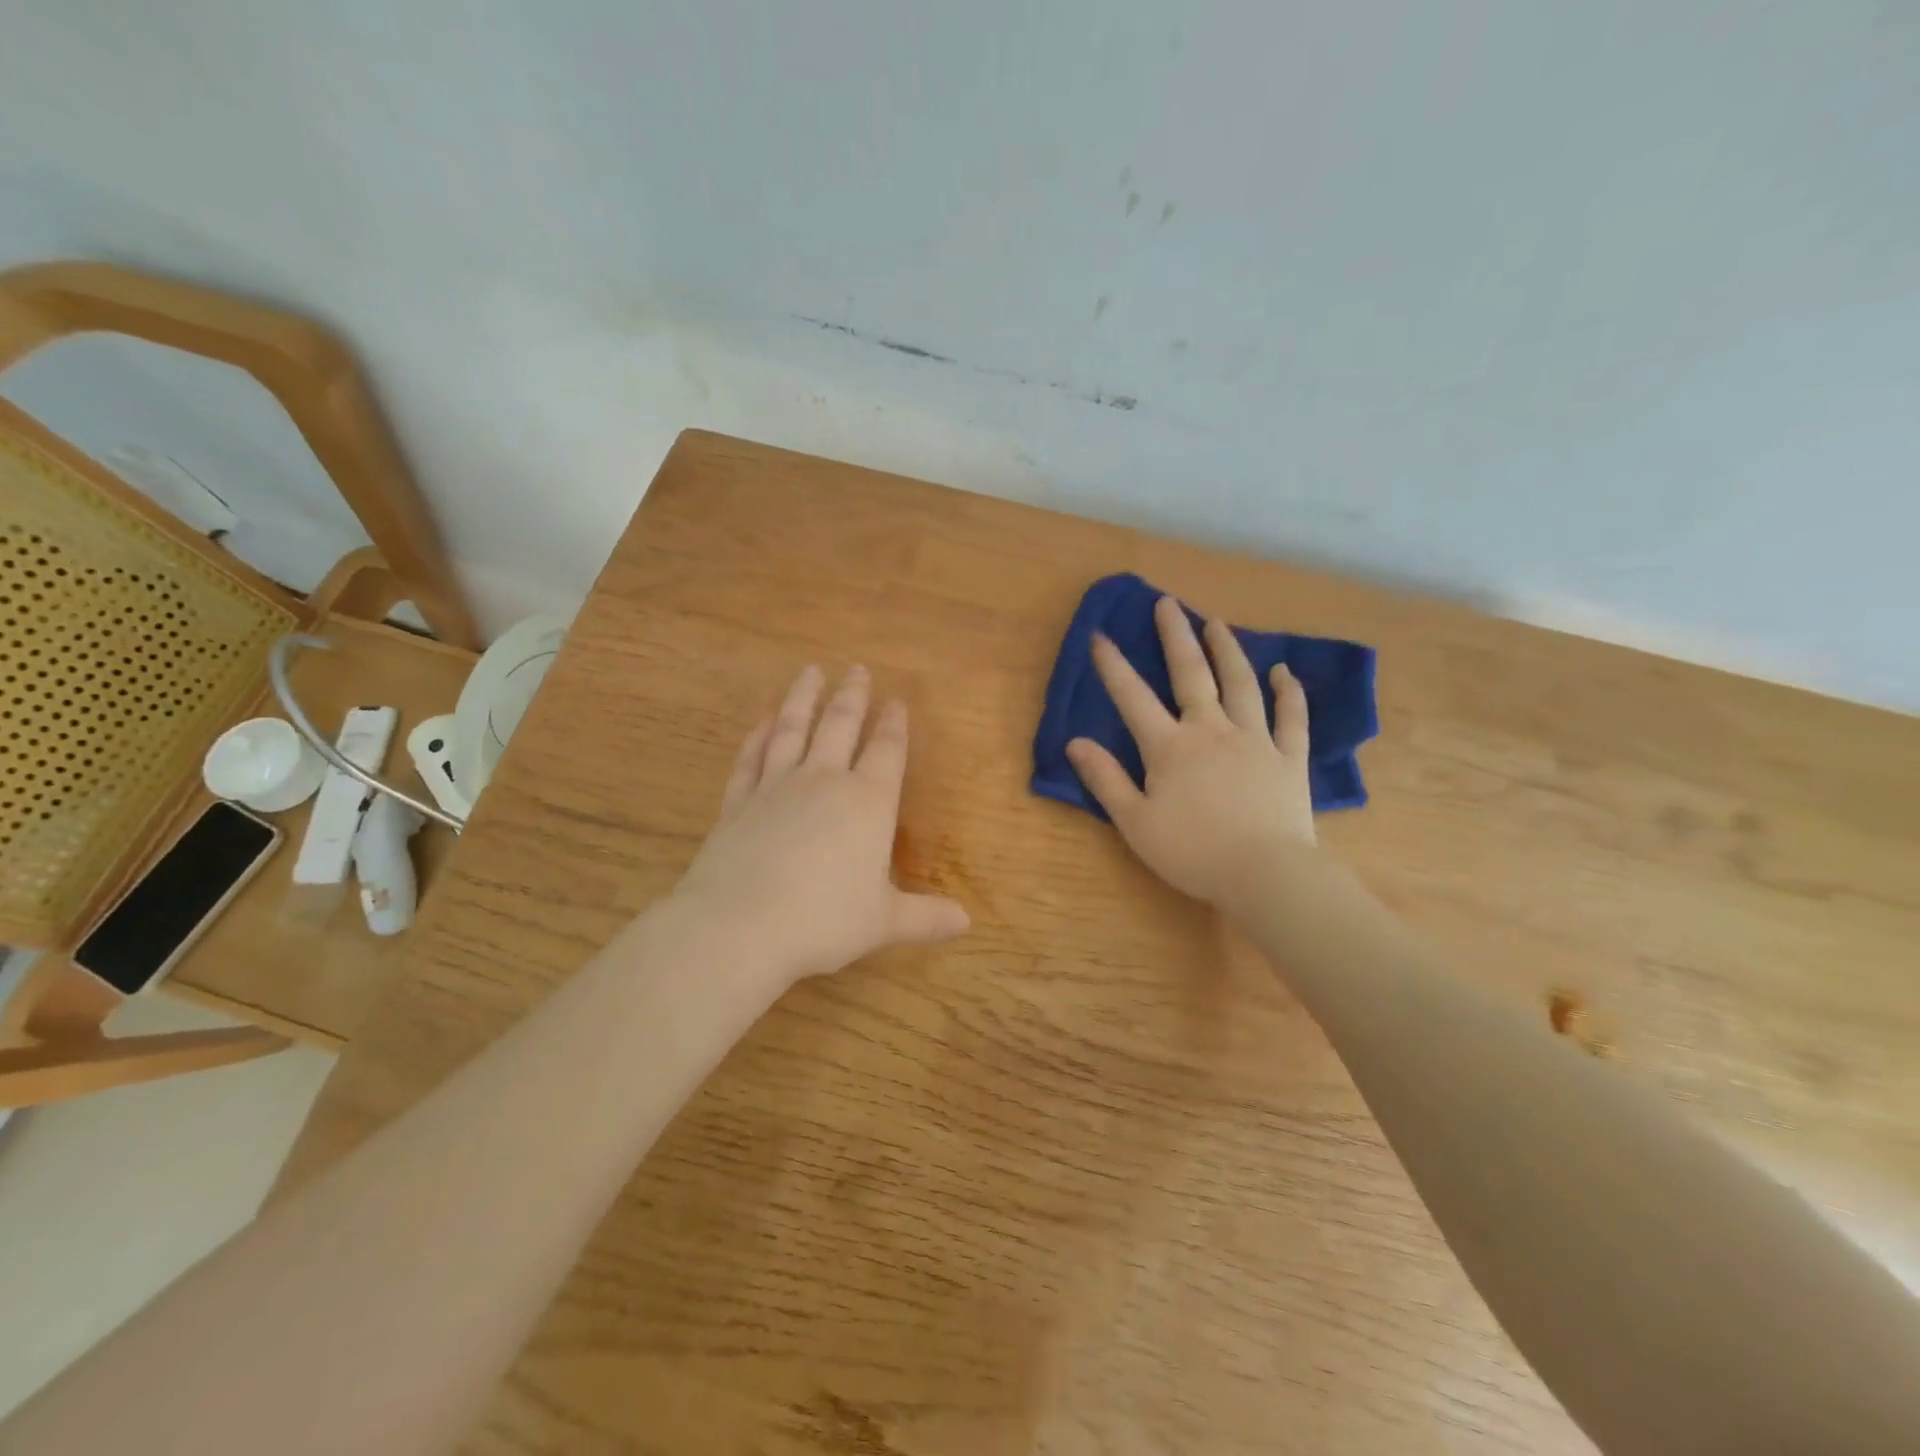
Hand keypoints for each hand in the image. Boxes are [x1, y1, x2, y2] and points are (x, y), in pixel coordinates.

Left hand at [673, 665, 970, 985]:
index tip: (896, 700)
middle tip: (856, 669)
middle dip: (852, 696)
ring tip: (809, 672)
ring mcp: (776, 787)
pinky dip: (757, 737)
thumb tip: (967, 922)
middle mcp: (823, 781)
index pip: (887, 751)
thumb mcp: (884, 922)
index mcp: (867, 803)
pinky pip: (751, 758)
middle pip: (840, 726)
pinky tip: (761, 722)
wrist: (739, 927)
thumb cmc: (824, 921)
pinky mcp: (738, 802)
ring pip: (792, 730)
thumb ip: (926, 917)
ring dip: (802, 699)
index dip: (893, 724)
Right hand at [1067, 595, 1317, 916]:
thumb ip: (1105, 779)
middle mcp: (1211, 730)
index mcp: (1170, 747)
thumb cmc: (1192, 851)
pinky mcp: (1289, 758)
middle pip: (1192, 675)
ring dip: (1228, 651)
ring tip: (1217, 623)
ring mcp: (1255, 740)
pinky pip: (1291, 717)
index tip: (1100, 635)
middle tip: (1168, 604)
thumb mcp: (1135, 822)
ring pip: (1241, 684)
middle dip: (1176, 637)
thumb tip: (1075, 743)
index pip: (1133, 698)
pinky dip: (1288, 692)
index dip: (1113, 666)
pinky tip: (1283, 671)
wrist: (1266, 873)